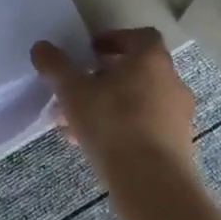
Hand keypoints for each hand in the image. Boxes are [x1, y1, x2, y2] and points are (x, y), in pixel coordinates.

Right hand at [30, 29, 195, 172]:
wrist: (152, 182)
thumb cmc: (112, 123)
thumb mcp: (73, 91)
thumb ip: (56, 66)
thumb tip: (41, 47)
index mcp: (151, 60)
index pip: (140, 37)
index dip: (115, 40)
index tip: (91, 52)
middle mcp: (172, 83)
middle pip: (138, 71)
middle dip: (106, 78)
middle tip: (80, 89)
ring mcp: (179, 116)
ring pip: (140, 102)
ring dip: (111, 106)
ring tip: (78, 123)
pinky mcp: (178, 145)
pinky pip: (147, 128)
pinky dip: (124, 129)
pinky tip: (95, 146)